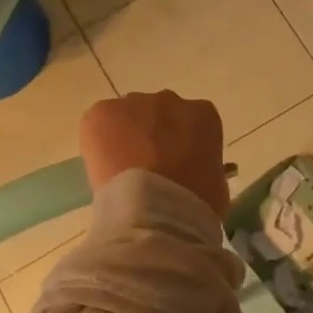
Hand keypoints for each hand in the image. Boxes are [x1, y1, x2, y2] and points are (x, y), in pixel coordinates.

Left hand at [81, 92, 229, 217]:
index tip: (176, 165)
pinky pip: (97, 124)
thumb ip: (204, 165)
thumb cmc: (194, 204)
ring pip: (126, 116)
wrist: (156, 211)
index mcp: (203, 115)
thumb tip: (192, 171)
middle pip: (157, 114)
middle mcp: (169, 100)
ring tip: (122, 173)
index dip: (181, 144)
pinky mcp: (101, 113)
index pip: (192, 122)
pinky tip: (104, 170)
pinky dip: (97, 144)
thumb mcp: (215, 184)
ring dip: (124, 137)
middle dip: (152, 136)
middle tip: (147, 168)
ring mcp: (133, 103)